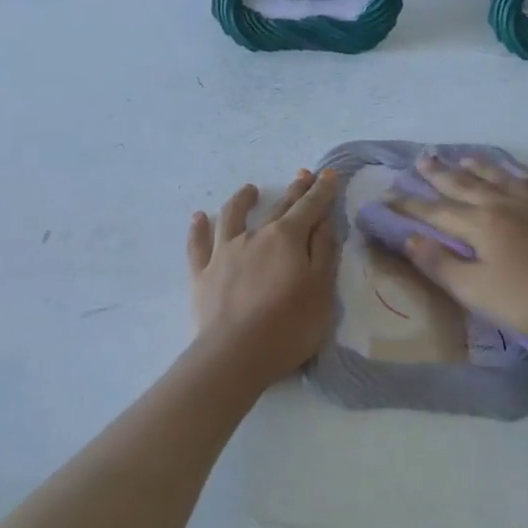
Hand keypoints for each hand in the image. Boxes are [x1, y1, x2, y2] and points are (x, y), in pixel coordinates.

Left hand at [187, 170, 340, 382]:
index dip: (321, 191)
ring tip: (249, 190)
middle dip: (294, 191)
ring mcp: (224, 252)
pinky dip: (199, 228)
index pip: (310, 207)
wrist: (236, 353)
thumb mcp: (321, 289)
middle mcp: (255, 236)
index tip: (329, 174)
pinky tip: (199, 217)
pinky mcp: (202, 273)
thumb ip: (324, 252)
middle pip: (278, 208)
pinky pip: (198, 244)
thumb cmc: (289, 325)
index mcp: (287, 238)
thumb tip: (323, 221)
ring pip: (232, 216)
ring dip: (242, 200)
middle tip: (303, 175)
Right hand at [389, 155, 527, 343]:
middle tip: (421, 159)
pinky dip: (516, 172)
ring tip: (461, 156)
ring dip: (476, 166)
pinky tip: (514, 172)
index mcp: (480, 224)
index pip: (435, 212)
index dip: (409, 206)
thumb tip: (409, 238)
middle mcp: (504, 205)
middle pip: (464, 185)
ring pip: (498, 177)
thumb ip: (440, 263)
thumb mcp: (476, 290)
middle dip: (439, 174)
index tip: (386, 198)